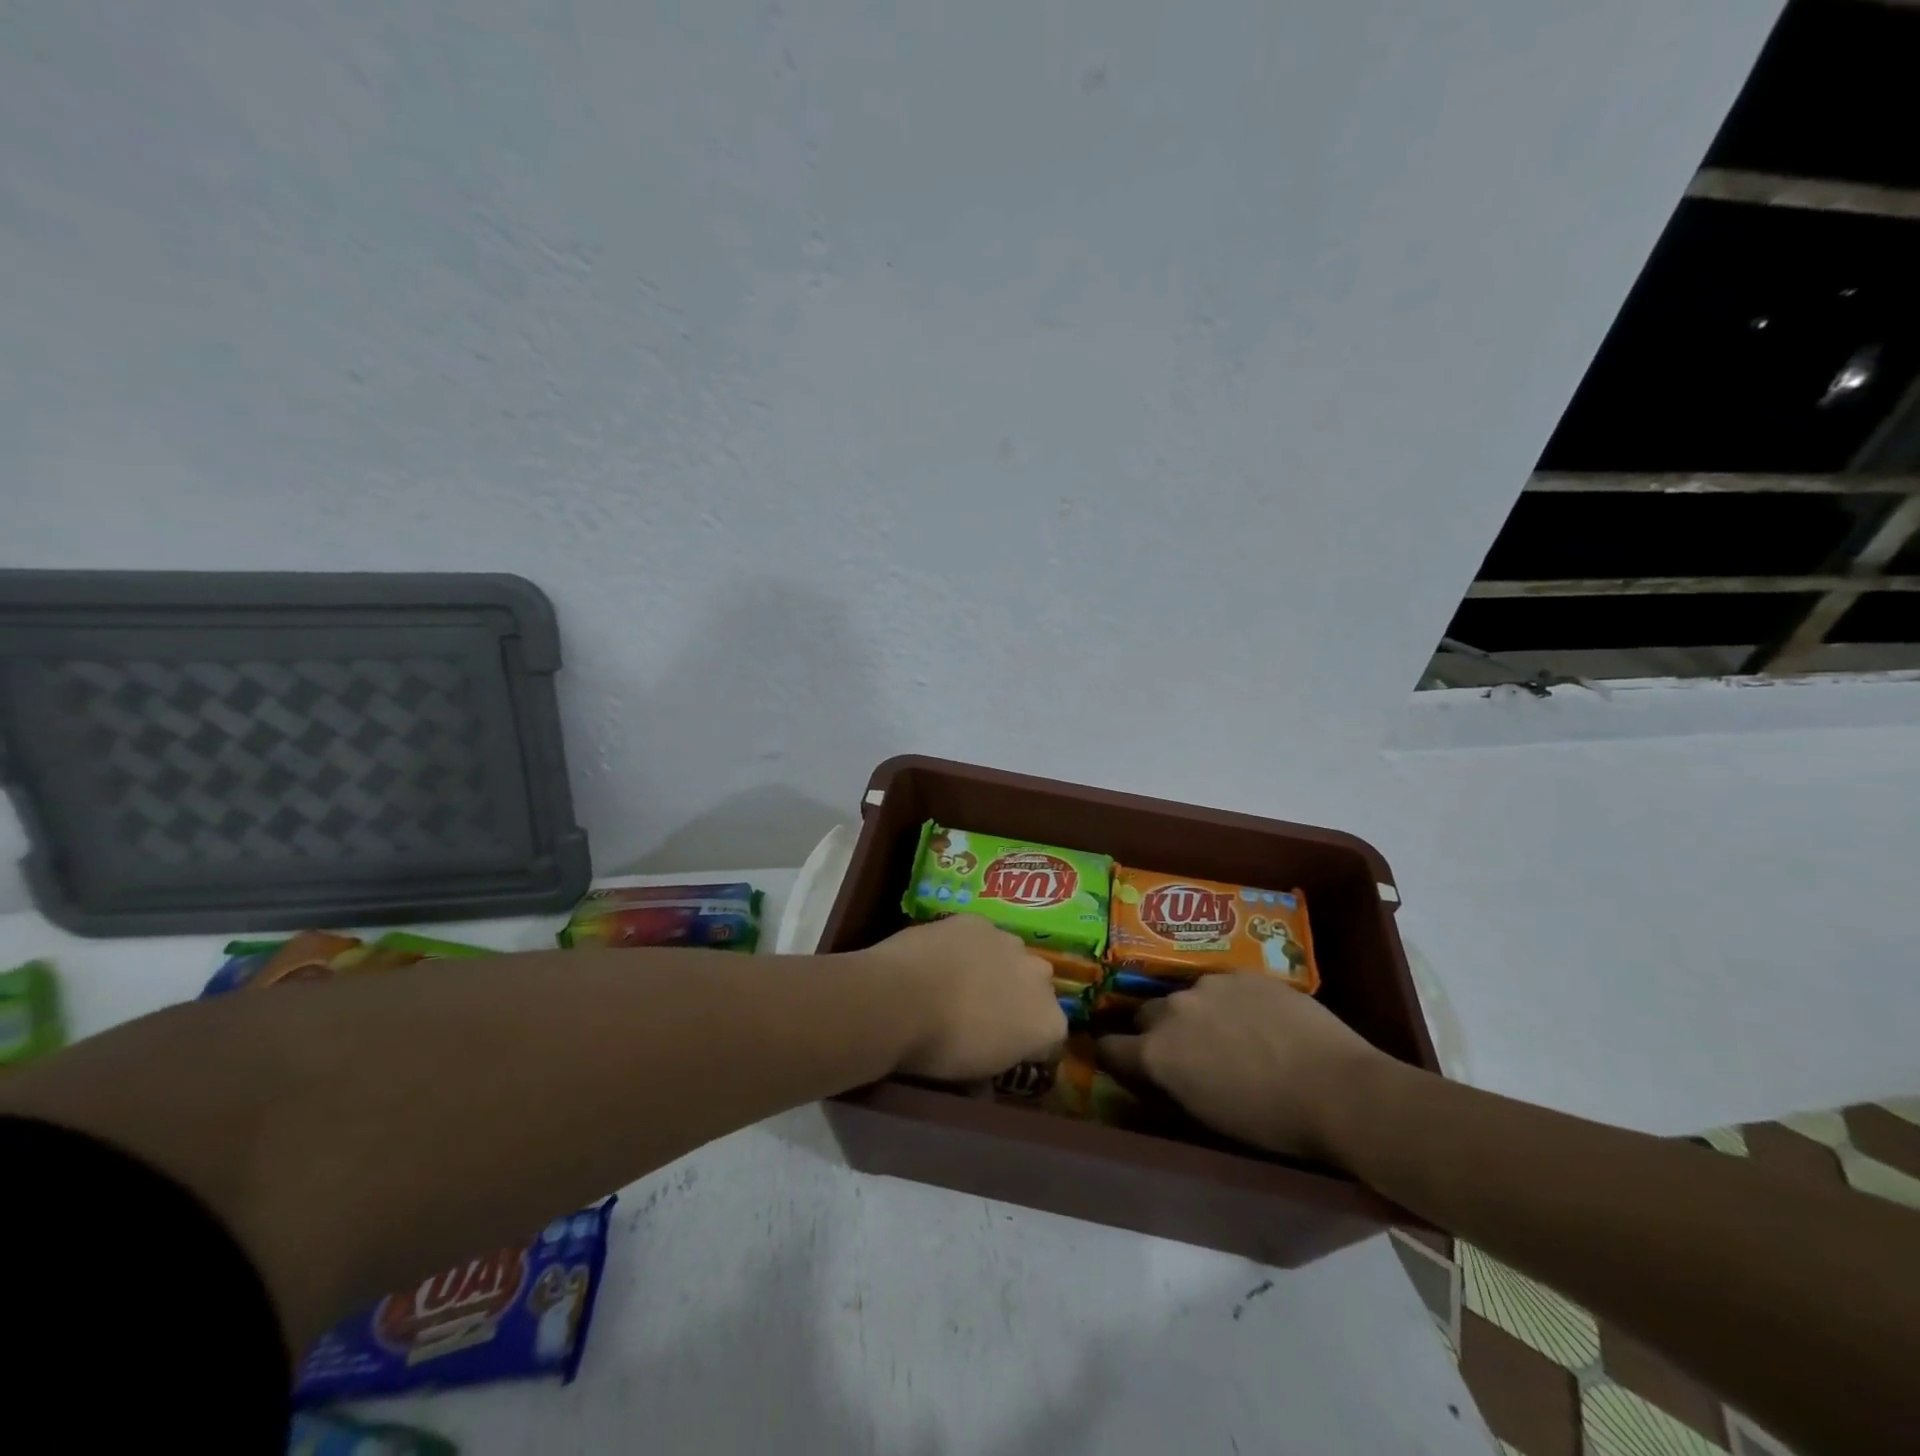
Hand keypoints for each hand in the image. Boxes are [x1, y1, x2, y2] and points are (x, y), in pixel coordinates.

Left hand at [857, 915, 1066, 1081]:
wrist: (901, 998)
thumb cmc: (941, 1049)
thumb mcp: (973, 1076)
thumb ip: (993, 1067)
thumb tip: (985, 1074)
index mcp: (1048, 1023)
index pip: (1050, 1036)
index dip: (1026, 1043)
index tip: (1002, 1048)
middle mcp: (1040, 977)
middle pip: (1036, 989)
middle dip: (1017, 998)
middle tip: (981, 1013)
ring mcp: (1010, 942)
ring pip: (1010, 956)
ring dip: (994, 967)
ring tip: (958, 980)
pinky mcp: (978, 921)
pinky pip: (980, 935)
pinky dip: (966, 945)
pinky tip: (940, 957)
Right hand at [1097, 974, 1393, 1159]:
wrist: (1337, 1089)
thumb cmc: (1271, 1121)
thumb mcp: (1207, 1114)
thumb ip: (1172, 1083)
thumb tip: (1160, 1072)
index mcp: (1157, 1052)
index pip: (1110, 1048)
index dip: (1115, 1057)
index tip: (1124, 1063)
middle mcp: (1173, 1010)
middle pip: (1145, 1015)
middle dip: (1155, 1032)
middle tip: (1184, 1052)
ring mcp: (1208, 985)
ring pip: (1186, 997)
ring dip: (1194, 1014)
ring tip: (1228, 1034)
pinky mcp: (1242, 973)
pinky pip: (1222, 986)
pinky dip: (1229, 1002)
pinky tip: (1257, 1021)